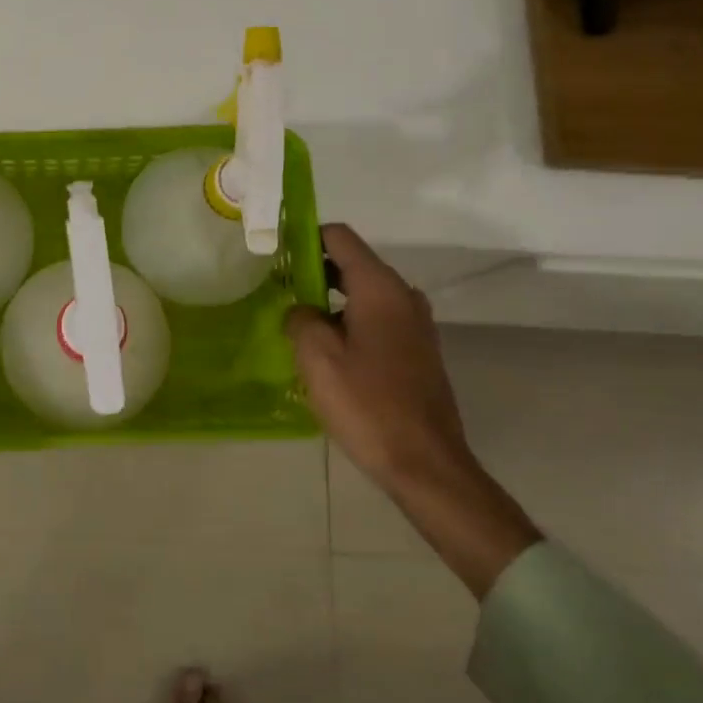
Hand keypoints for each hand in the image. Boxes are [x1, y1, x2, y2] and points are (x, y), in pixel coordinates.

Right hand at [283, 224, 471, 489]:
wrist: (426, 464)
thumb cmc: (367, 404)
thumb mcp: (317, 357)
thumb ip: (300, 318)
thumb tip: (302, 310)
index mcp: (380, 288)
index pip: (339, 237)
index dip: (305, 237)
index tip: (276, 253)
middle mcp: (403, 296)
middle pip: (352, 264)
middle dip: (313, 271)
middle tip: (278, 292)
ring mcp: (415, 324)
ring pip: (364, 294)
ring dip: (330, 301)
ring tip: (297, 324)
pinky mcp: (418, 351)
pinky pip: (377, 319)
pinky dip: (350, 322)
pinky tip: (327, 352)